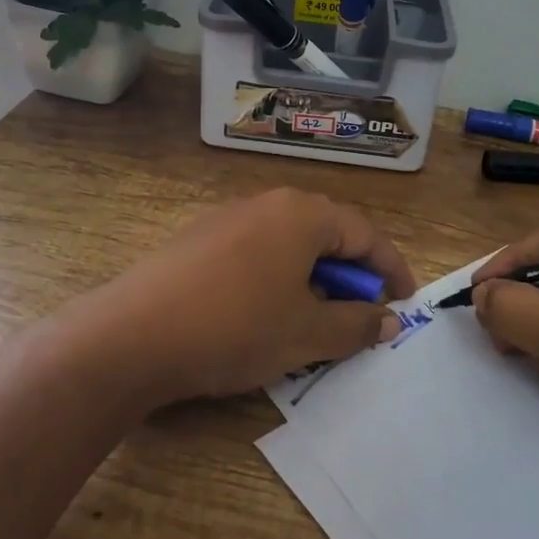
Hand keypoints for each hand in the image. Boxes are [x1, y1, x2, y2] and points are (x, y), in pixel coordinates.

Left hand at [70, 188, 417, 407]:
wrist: (132, 335)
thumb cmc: (235, 327)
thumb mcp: (307, 334)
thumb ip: (356, 324)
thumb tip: (387, 319)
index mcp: (301, 214)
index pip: (364, 234)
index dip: (391, 269)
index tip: (405, 302)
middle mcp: (265, 203)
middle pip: (325, 233)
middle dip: (349, 274)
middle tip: (358, 315)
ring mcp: (226, 218)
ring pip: (287, 243)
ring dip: (311, 278)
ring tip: (310, 319)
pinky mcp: (197, 240)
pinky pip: (255, 252)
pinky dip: (275, 278)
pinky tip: (262, 314)